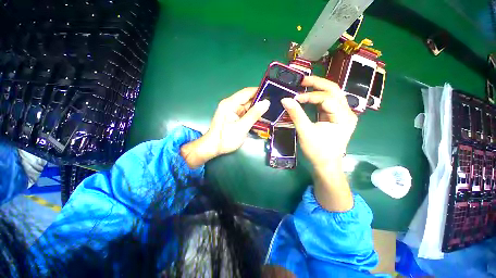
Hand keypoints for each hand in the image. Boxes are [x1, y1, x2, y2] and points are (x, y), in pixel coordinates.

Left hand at [181, 88, 269, 167]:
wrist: (213, 148)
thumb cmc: (225, 138)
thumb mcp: (242, 127)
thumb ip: (254, 114)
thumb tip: (266, 102)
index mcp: (230, 104)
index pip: (247, 92)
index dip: (259, 91)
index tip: (272, 93)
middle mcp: (231, 105)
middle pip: (248, 100)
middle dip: (260, 103)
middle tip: (274, 105)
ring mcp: (232, 111)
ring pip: (248, 107)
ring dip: (257, 111)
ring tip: (271, 113)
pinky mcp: (234, 117)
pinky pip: (245, 114)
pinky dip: (253, 117)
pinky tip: (261, 120)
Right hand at [281, 76, 356, 210]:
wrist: (326, 164)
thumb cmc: (317, 151)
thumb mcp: (305, 132)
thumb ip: (296, 114)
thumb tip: (285, 99)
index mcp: (343, 117)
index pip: (327, 98)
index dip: (310, 96)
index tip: (295, 98)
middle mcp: (347, 112)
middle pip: (334, 90)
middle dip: (318, 83)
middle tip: (302, 80)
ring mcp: (343, 114)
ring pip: (332, 95)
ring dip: (318, 89)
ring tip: (304, 86)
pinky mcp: (336, 117)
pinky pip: (328, 103)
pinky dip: (318, 98)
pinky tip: (308, 97)